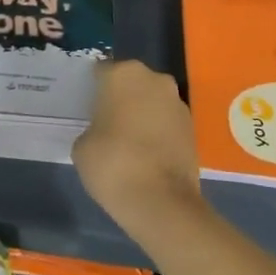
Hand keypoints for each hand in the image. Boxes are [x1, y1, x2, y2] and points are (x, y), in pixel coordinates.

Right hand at [72, 60, 204, 242]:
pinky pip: (167, 122)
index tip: (86, 107)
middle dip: (120, 98)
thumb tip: (102, 132)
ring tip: (128, 142)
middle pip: (131, 82)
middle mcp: (154, 79)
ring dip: (142, 114)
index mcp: (123, 74)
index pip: (101, 72)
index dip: (93, 89)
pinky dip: (158, 132)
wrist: (162, 202)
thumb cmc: (113, 164)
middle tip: (106, 123)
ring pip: (152, 101)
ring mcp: (177, 102)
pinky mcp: (193, 127)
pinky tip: (147, 155)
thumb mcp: (82, 146)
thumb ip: (91, 129)